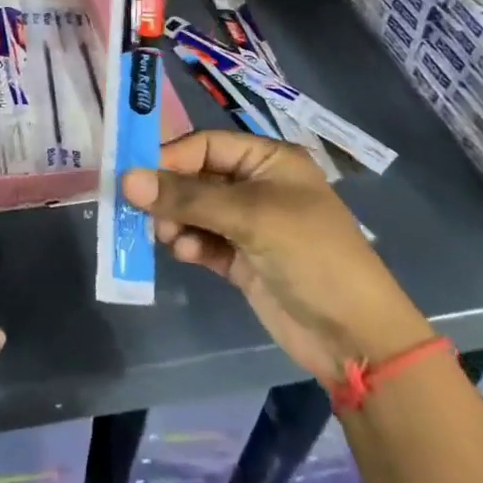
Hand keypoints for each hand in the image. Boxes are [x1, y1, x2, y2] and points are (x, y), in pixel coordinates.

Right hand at [123, 131, 432, 382]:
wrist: (356, 338)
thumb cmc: (310, 255)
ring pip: (195, 210)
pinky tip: (187, 255)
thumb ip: (187, 197)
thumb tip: (126, 180)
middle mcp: (257, 186)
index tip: (134, 176)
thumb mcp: (250, 217)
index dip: (170, 158)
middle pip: (197, 177)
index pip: (206, 145)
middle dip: (170, 193)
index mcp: (269, 160)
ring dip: (176, 221)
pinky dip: (190, 245)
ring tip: (169, 238)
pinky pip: (203, 241)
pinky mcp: (242, 259)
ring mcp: (250, 224)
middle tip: (141, 211)